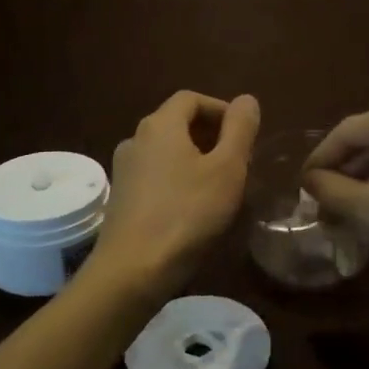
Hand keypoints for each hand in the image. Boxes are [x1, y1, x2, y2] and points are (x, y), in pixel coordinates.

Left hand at [90, 91, 261, 297]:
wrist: (134, 269)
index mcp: (160, 125)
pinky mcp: (122, 197)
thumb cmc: (187, 213)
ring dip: (195, 158)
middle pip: (177, 123)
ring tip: (221, 184)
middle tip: (238, 160)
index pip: (191, 98)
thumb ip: (240, 129)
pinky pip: (155, 174)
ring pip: (166, 151)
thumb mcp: (227, 168)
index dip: (221, 109)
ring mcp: (124, 169)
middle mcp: (136, 139)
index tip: (244, 134)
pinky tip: (194, 206)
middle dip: (211, 134)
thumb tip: (247, 99)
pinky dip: (178, 177)